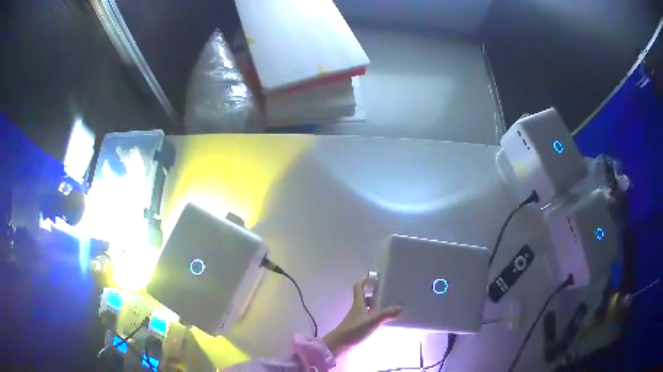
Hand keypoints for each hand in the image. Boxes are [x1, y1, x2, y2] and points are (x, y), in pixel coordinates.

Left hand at [322, 279, 400, 357]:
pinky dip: (375, 316)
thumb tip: (399, 307)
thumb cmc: (353, 331)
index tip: (373, 276)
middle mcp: (357, 309)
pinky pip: (368, 318)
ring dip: (376, 306)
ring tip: (389, 305)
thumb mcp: (371, 322)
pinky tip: (383, 320)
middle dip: (374, 294)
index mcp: (358, 304)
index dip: (364, 281)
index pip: (359, 288)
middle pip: (365, 298)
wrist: (338, 345)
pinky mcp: (357, 327)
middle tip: (388, 292)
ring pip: (367, 308)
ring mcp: (357, 319)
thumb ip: (385, 315)